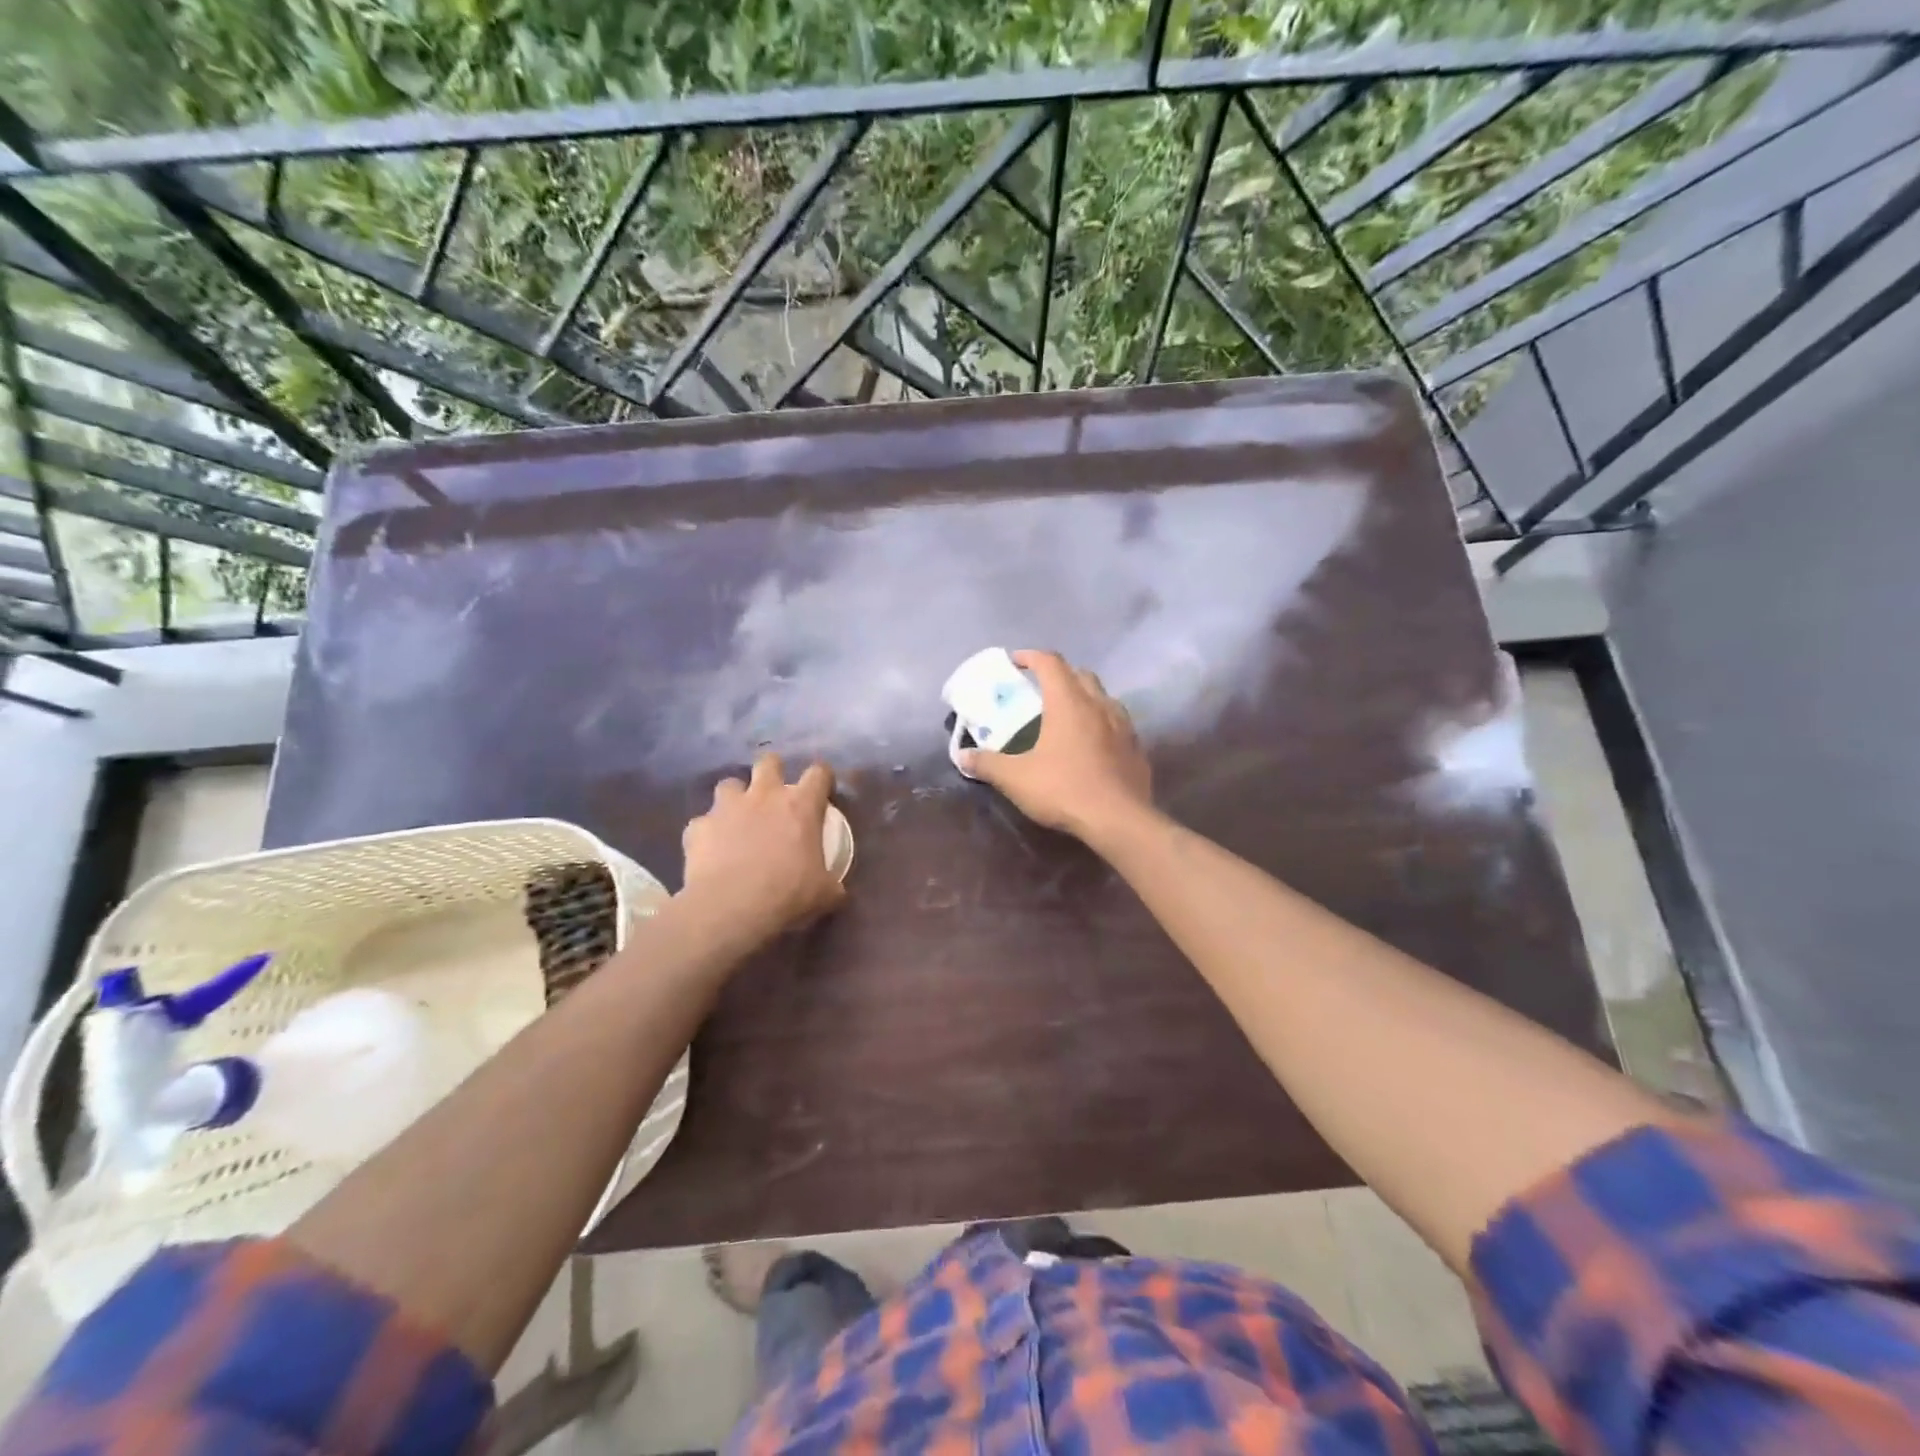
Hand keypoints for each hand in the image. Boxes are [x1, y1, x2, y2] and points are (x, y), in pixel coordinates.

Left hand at [680, 753, 845, 944]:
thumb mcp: (824, 894)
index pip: (819, 774)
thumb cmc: (787, 895)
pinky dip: (708, 833)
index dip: (822, 779)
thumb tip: (836, 891)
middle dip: (773, 771)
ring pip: (729, 784)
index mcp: (800, 806)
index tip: (823, 792)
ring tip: (737, 819)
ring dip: (735, 798)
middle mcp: (764, 796)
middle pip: (769, 762)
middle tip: (775, 794)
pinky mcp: (697, 827)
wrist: (729, 909)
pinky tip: (710, 852)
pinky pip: (702, 823)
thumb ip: (831, 884)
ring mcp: (726, 808)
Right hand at [960, 649, 1152, 844]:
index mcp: (1068, 702)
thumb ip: (987, 764)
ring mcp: (1123, 725)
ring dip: (1084, 697)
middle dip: (1060, 675)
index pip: (1050, 663)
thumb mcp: (1016, 779)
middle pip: (1080, 674)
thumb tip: (962, 756)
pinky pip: (1117, 722)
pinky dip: (1101, 722)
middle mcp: (1098, 704)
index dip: (1031, 657)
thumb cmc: (1064, 789)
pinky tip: (1092, 743)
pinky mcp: (1136, 747)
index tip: (1015, 662)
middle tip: (1041, 690)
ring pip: (1103, 696)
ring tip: (1067, 715)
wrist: (1119, 820)